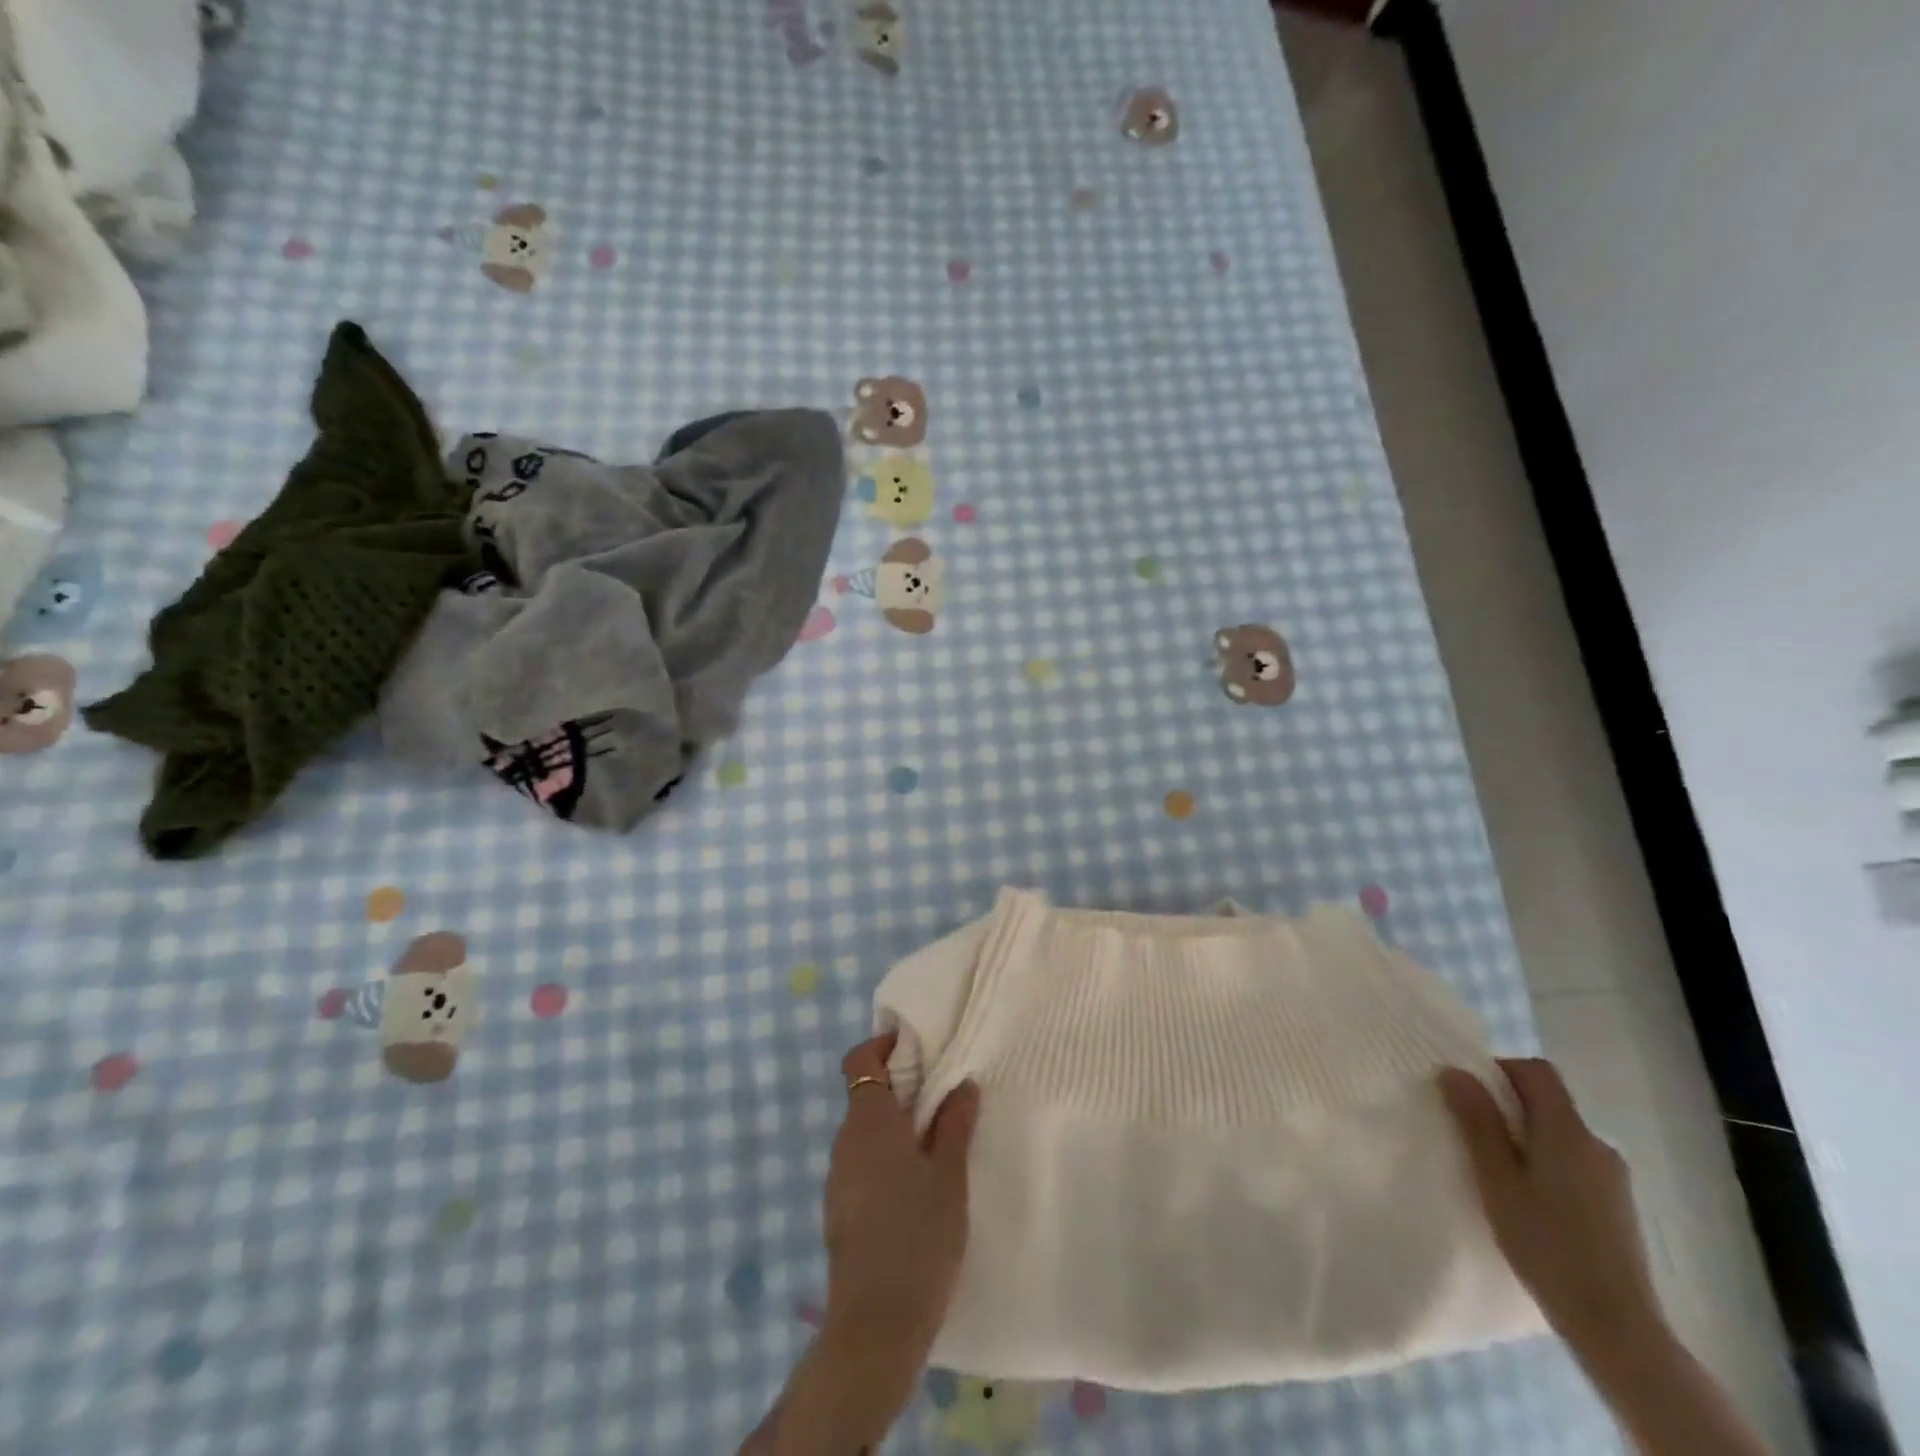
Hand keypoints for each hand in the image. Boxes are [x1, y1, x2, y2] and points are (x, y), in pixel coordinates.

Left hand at [825, 1033, 979, 1366]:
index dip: (883, 1045)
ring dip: (895, 1123)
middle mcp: (844, 1141)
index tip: (917, 1048)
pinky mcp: (840, 1209)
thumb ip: (954, 1123)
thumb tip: (962, 1084)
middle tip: (943, 1094)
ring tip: (937, 1139)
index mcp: (868, 1122)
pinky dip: (886, 1155)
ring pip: (865, 1130)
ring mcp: (838, 1177)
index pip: (860, 1059)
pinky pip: (862, 1161)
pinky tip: (917, 1183)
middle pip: (865, 1093)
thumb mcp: (949, 1176)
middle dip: (900, 1085)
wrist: (875, 1326)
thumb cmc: (918, 1237)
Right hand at [1440, 1059, 1663, 1356]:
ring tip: (1495, 1171)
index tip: (1468, 1094)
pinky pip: (1573, 1162)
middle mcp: (1596, 1144)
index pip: (1536, 1071)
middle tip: (1471, 1134)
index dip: (1499, 1069)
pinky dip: (1545, 1163)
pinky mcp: (1617, 1205)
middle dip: (1507, 1105)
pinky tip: (1529, 1201)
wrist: (1617, 1326)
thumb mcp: (1497, 1180)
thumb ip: (1477, 1122)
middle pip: (1548, 1101)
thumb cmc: (1546, 1244)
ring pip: (1559, 1134)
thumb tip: (1455, 1071)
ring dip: (1525, 1136)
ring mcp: (1612, 1177)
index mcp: (1568, 1132)